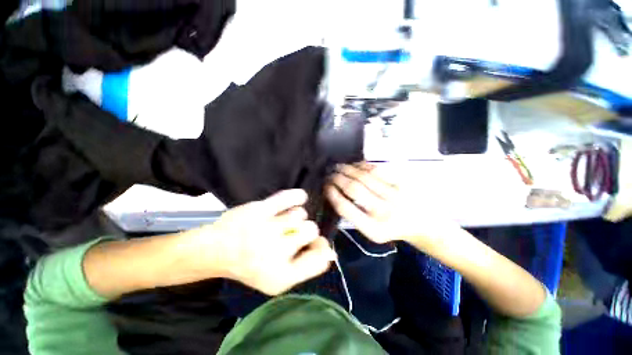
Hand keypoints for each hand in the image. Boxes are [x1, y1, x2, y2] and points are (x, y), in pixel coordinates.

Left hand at [187, 189, 335, 295]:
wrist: (216, 250)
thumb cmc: (250, 265)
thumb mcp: (279, 278)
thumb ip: (307, 266)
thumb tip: (330, 250)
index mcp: (282, 276)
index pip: (320, 259)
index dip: (321, 248)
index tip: (313, 243)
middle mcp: (276, 252)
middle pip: (312, 230)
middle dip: (305, 230)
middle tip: (292, 233)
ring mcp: (267, 228)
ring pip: (300, 214)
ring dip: (294, 217)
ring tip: (281, 222)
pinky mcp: (260, 210)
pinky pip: (290, 197)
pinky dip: (298, 196)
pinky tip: (298, 199)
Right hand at [325, 163, 459, 248]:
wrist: (421, 224)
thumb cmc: (391, 229)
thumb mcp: (370, 232)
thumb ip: (353, 216)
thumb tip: (335, 194)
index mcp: (373, 229)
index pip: (345, 208)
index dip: (332, 194)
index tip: (325, 186)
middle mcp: (383, 211)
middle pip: (353, 189)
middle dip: (337, 179)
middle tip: (329, 174)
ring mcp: (393, 195)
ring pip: (363, 176)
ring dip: (347, 169)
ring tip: (337, 167)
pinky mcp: (400, 183)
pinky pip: (376, 169)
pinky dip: (361, 165)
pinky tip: (354, 165)